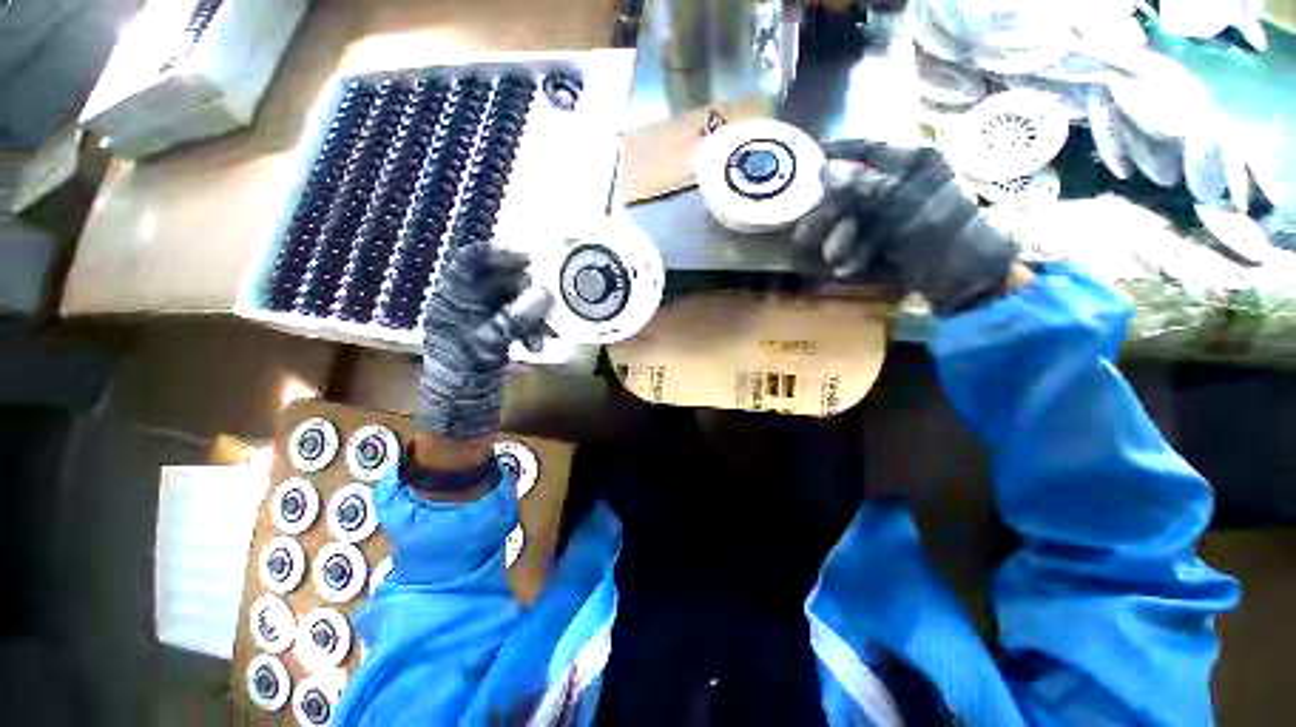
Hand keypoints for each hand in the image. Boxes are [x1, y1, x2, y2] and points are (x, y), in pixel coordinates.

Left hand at [417, 243, 551, 439]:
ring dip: (532, 314)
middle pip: (497, 281)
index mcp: (452, 298)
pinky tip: (538, 343)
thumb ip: (515, 317)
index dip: (497, 255)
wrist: (459, 407)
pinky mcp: (494, 333)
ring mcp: (481, 319)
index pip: (469, 261)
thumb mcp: (488, 343)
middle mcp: (465, 303)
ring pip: (511, 302)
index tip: (528, 259)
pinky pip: (516, 320)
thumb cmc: (463, 373)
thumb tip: (543, 293)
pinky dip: (529, 328)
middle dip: (525, 291)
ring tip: (547, 332)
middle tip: (548, 298)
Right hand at [793, 141, 1016, 315]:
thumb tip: (826, 172)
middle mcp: (901, 184)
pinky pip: (862, 241)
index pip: (868, 150)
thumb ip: (863, 189)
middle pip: (852, 192)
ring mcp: (895, 213)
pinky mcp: (892, 238)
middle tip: (803, 235)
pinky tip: (848, 269)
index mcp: (913, 164)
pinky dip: (853, 255)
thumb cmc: (943, 234)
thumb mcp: (903, 206)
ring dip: (839, 241)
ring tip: (834, 258)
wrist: (967, 277)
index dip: (838, 151)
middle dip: (829, 217)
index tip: (809, 156)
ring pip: (853, 220)